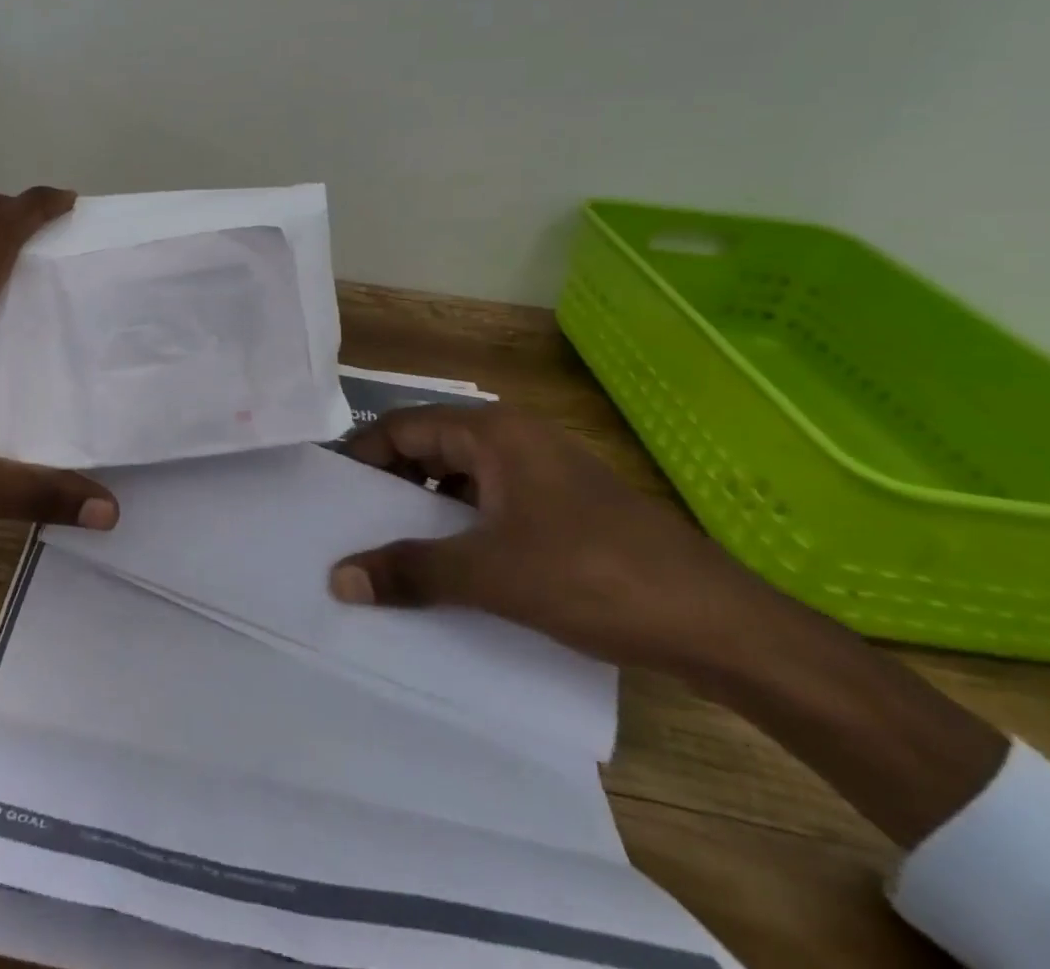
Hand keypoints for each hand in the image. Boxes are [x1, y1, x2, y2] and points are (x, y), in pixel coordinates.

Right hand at [327, 405, 1007, 845]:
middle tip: (353, 524)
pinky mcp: (561, 503)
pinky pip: (490, 499)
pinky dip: (461, 522)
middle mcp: (514, 437)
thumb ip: (409, 571)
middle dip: (390, 483)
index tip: (331, 495)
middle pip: (429, 446)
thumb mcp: (490, 575)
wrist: (718, 622)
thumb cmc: (593, 577)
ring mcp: (541, 469)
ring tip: (393, 547)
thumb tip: (337, 578)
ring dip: (424, 506)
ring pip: (460, 474)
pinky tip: (451, 562)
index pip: (402, 426)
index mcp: (492, 432)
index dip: (362, 456)